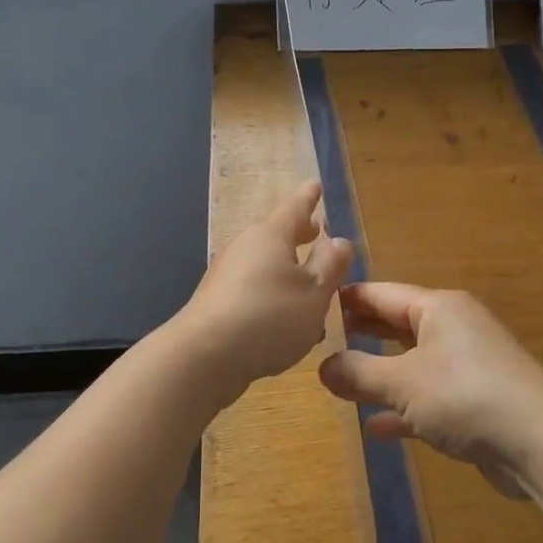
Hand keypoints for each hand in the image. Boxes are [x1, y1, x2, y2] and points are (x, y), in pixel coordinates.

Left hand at [176, 181, 353, 403]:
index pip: (295, 206)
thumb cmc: (269, 317)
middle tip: (317, 230)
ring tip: (313, 286)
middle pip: (277, 234)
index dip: (309, 197)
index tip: (315, 185)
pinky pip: (256, 292)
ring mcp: (228, 276)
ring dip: (290, 273)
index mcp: (271, 235)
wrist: (204, 357)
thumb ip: (331, 264)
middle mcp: (247, 247)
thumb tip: (338, 240)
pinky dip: (276, 298)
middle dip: (300, 234)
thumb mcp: (315, 292)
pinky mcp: (219, 304)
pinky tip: (291, 324)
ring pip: (268, 266)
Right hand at [318, 284, 542, 498]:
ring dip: (380, 373)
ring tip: (341, 381)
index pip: (382, 293)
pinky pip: (429, 397)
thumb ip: (358, 373)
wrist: (541, 443)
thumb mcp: (402, 383)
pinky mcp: (476, 402)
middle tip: (321, 340)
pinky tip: (376, 427)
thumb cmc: (465, 396)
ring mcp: (468, 366)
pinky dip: (404, 408)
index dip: (348, 299)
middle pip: (397, 325)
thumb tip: (322, 367)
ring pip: (412, 363)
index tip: (314, 304)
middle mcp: (454, 328)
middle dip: (363, 333)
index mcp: (438, 308)